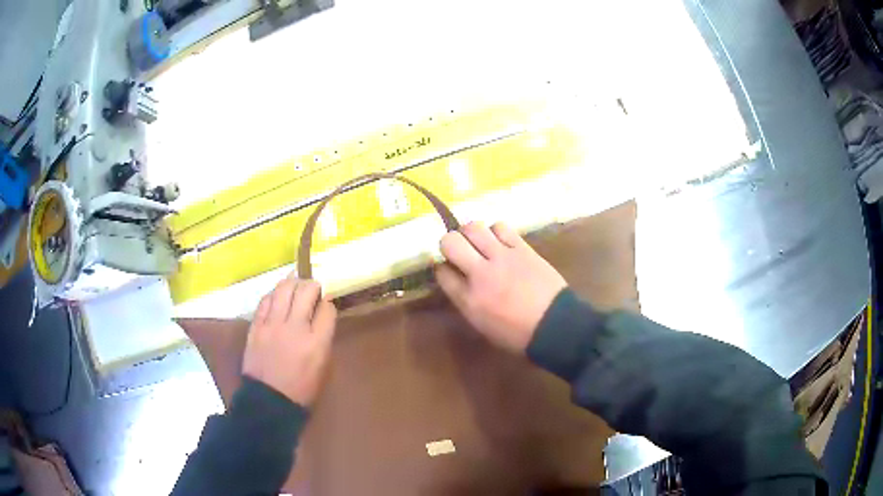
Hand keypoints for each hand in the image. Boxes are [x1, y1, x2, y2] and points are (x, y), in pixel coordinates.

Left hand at [242, 274, 336, 405]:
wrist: (268, 401)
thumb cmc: (301, 390)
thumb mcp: (323, 368)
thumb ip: (324, 339)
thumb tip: (321, 317)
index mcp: (316, 342)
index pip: (327, 309)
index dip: (328, 304)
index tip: (326, 305)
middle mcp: (295, 328)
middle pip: (306, 291)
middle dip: (313, 286)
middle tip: (313, 289)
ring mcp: (272, 325)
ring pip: (283, 289)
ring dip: (292, 283)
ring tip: (295, 285)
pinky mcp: (256, 326)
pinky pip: (265, 300)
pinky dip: (274, 294)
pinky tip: (277, 297)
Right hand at [435, 222, 566, 352]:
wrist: (555, 326)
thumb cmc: (517, 334)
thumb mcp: (482, 324)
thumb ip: (465, 299)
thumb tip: (457, 278)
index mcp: (469, 299)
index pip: (442, 272)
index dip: (441, 267)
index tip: (448, 268)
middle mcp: (480, 273)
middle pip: (450, 241)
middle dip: (449, 242)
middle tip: (459, 249)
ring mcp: (502, 257)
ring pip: (474, 227)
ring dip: (472, 233)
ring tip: (480, 242)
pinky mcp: (522, 248)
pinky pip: (501, 227)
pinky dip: (495, 231)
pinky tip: (500, 241)